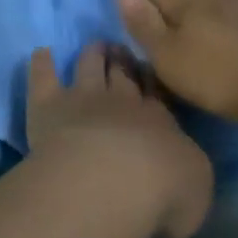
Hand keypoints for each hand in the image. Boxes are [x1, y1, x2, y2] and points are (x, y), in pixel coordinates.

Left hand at [25, 43, 213, 237]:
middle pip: (122, 74)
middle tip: (122, 52)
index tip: (149, 69)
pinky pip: (43, 78)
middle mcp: (121, 102)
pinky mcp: (48, 106)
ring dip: (92, 54)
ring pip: (88, 67)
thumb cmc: (163, 191)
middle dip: (123, 62)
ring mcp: (82, 99)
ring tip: (95, 47)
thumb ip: (188, 172)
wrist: (111, 181)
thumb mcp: (196, 187)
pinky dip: (41, 63)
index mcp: (159, 120)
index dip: (151, 80)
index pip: (156, 93)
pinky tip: (41, 52)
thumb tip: (182, 170)